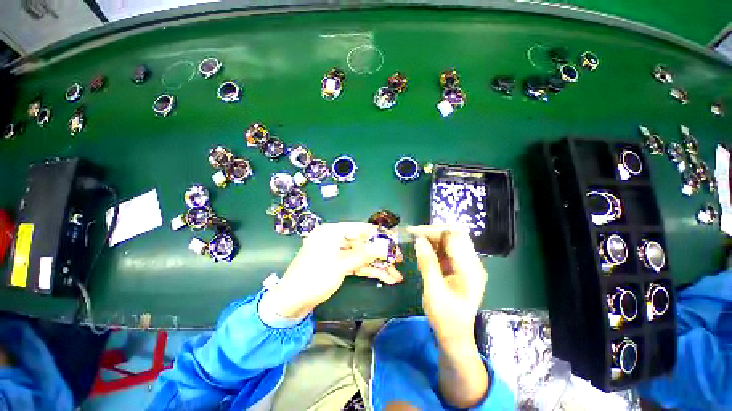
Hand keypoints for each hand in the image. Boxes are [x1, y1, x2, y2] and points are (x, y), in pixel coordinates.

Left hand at [265, 222, 403, 318]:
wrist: (290, 302)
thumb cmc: (314, 278)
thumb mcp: (341, 265)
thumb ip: (365, 254)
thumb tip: (385, 245)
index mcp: (332, 232)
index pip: (361, 228)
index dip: (379, 235)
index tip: (395, 241)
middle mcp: (335, 239)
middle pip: (363, 244)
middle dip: (381, 254)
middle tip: (399, 260)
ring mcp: (337, 253)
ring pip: (362, 256)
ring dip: (378, 265)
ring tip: (396, 275)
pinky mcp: (338, 265)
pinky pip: (356, 265)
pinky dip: (369, 271)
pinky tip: (385, 277)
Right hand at [411, 225, 489, 407]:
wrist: (455, 337)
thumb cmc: (445, 317)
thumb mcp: (433, 290)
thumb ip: (427, 263)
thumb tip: (419, 240)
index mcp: (470, 269)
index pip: (454, 237)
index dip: (434, 231)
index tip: (415, 232)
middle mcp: (472, 263)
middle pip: (454, 236)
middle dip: (433, 232)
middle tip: (414, 234)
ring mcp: (467, 265)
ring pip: (450, 241)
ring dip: (433, 238)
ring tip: (416, 239)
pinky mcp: (460, 268)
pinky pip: (447, 251)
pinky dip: (434, 247)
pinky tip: (423, 249)